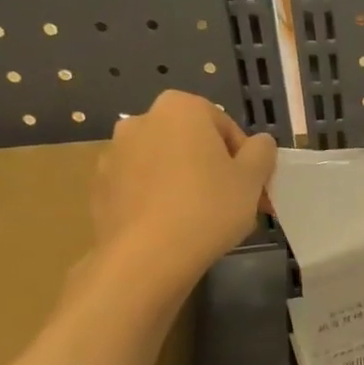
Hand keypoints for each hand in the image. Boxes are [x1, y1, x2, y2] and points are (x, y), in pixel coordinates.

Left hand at [90, 91, 276, 293]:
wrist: (148, 256)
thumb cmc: (209, 207)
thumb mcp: (253, 178)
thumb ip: (262, 152)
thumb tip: (260, 143)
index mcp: (180, 108)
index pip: (225, 126)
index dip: (245, 158)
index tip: (253, 186)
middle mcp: (141, 120)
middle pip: (192, 143)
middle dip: (215, 168)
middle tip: (235, 203)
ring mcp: (115, 153)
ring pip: (166, 164)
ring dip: (186, 182)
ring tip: (205, 219)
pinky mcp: (101, 186)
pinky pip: (142, 187)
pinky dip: (160, 200)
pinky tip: (175, 227)